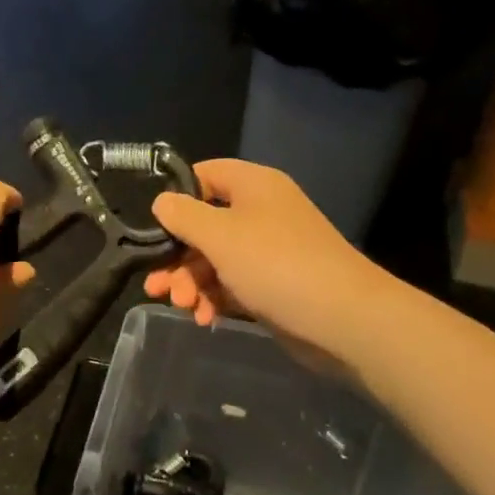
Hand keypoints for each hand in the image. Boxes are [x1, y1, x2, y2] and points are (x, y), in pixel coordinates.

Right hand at [143, 160, 391, 361]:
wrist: (343, 318)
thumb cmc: (276, 264)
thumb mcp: (220, 235)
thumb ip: (184, 216)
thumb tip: (161, 201)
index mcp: (252, 184)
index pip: (203, 175)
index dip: (175, 197)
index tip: (151, 226)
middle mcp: (260, 211)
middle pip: (204, 224)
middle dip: (177, 257)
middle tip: (156, 286)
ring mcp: (268, 248)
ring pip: (215, 258)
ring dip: (192, 282)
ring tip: (182, 307)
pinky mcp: (272, 283)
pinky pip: (233, 283)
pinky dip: (215, 297)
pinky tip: (204, 319)